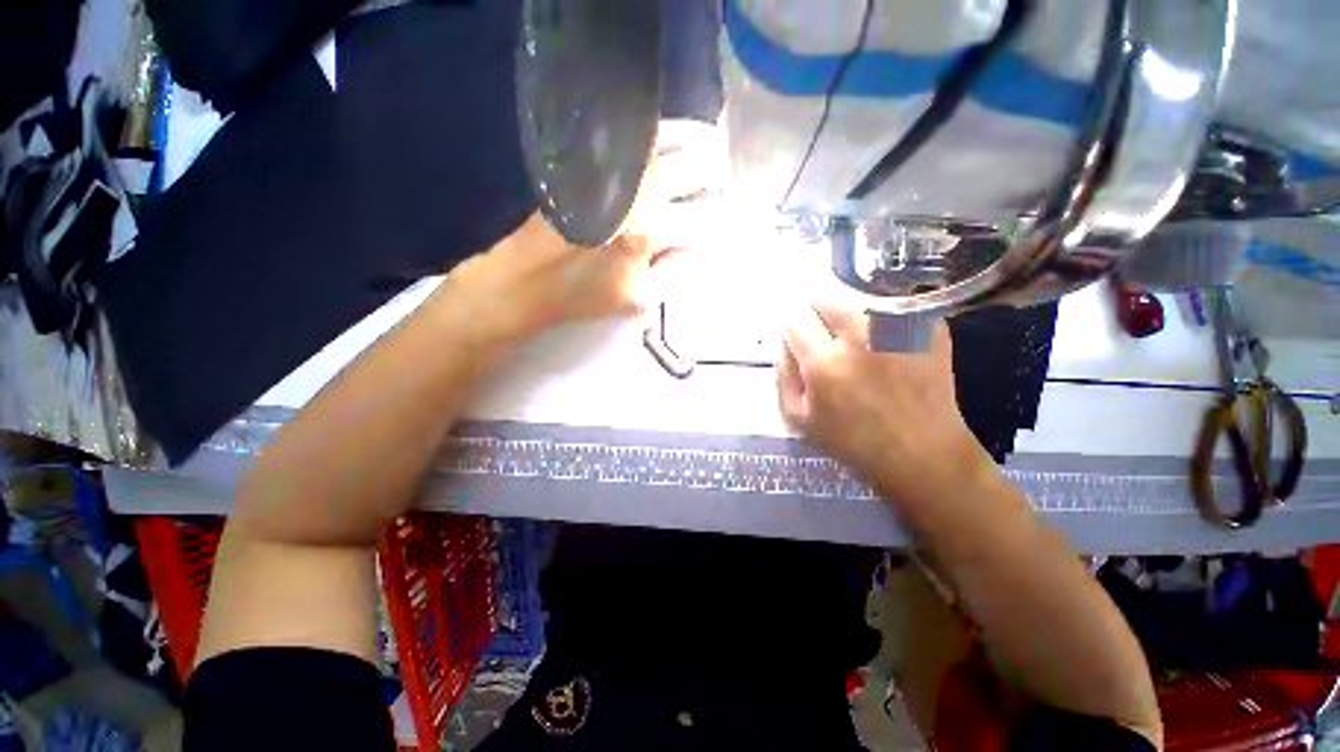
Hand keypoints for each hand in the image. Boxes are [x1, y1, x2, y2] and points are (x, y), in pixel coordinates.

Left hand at [434, 121, 718, 348]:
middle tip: (716, 180)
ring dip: (691, 141)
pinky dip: (654, 133)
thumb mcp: (637, 299)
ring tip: (705, 146)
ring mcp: (610, 173)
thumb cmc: (583, 295)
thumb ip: (673, 274)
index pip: (701, 221)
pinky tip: (664, 141)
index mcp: (649, 232)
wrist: (527, 278)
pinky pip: (627, 138)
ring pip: (662, 141)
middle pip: (690, 169)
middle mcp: (634, 193)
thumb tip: (694, 250)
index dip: (718, 223)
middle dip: (711, 174)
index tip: (723, 224)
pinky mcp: (588, 165)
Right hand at [777, 303, 992, 505]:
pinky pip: (891, 309)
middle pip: (825, 298)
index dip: (789, 324)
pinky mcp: (927, 329)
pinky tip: (886, 345)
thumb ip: (783, 375)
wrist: (922, 452)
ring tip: (857, 340)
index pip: (793, 319)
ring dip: (848, 315)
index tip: (794, 331)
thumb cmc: (853, 441)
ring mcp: (897, 330)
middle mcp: (859, 338)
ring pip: (858, 300)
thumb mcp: (799, 418)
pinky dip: (881, 321)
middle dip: (816, 312)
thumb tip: (783, 342)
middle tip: (824, 334)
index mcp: (824, 364)